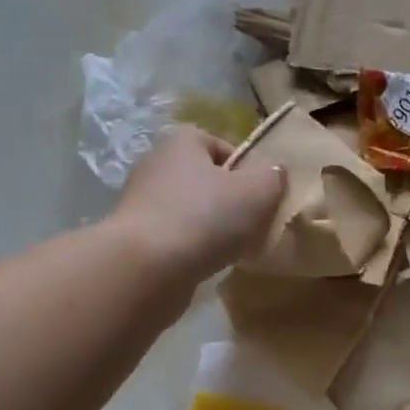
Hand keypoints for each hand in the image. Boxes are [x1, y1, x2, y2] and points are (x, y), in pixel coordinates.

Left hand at [113, 126, 284, 281]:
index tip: (261, 195)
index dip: (245, 168)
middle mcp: (156, 164)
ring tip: (233, 248)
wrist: (146, 268)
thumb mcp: (258, 191)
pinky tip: (207, 263)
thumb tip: (274, 173)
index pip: (221, 145)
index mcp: (182, 141)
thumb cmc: (205, 217)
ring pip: (191, 210)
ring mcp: (141, 202)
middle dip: (230, 200)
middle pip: (206, 179)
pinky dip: (193, 248)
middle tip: (252, 223)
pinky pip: (176, 236)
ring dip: (212, 227)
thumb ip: (273, 177)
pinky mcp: (135, 237)